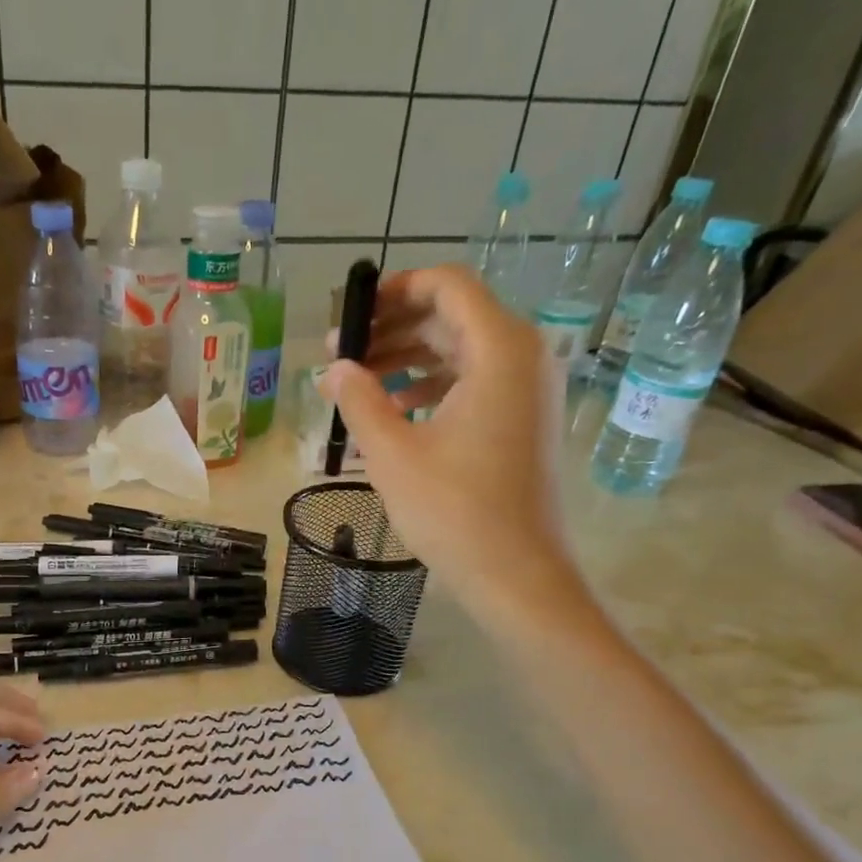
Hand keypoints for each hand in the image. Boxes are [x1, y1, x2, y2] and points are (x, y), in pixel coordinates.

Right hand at [321, 263, 579, 606]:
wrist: (516, 573)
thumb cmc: (454, 510)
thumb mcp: (393, 453)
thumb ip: (359, 400)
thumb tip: (333, 369)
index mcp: (499, 349)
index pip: (447, 287)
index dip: (394, 290)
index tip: (351, 314)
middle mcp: (523, 357)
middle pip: (452, 318)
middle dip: (392, 330)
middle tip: (341, 356)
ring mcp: (528, 391)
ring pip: (461, 353)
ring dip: (407, 361)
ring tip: (357, 386)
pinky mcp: (523, 421)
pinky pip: (474, 384)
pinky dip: (432, 389)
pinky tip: (394, 414)